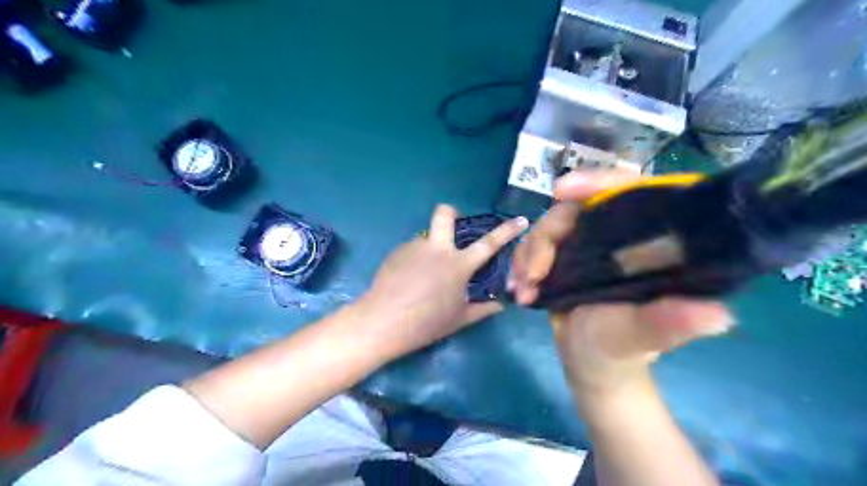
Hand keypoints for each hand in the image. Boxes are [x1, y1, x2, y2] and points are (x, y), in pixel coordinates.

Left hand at [358, 205, 527, 359]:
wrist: (383, 322)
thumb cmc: (427, 323)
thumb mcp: (459, 319)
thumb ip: (482, 309)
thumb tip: (500, 305)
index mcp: (458, 265)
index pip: (489, 243)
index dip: (507, 230)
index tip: (520, 220)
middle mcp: (437, 249)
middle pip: (445, 213)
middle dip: (452, 212)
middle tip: (453, 227)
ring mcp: (414, 247)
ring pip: (427, 237)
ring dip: (431, 248)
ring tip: (424, 274)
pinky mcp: (396, 252)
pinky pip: (412, 250)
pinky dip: (415, 260)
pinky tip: (408, 280)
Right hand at [509, 171, 733, 394]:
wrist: (589, 364)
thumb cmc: (622, 351)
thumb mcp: (642, 337)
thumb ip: (668, 324)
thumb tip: (718, 316)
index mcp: (646, 243)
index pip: (628, 192)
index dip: (597, 182)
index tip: (561, 190)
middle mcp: (614, 236)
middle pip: (572, 210)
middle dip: (545, 238)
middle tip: (533, 273)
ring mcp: (584, 245)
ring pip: (546, 228)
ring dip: (527, 256)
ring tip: (523, 292)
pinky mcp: (561, 258)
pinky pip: (533, 246)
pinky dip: (520, 265)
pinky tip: (519, 290)